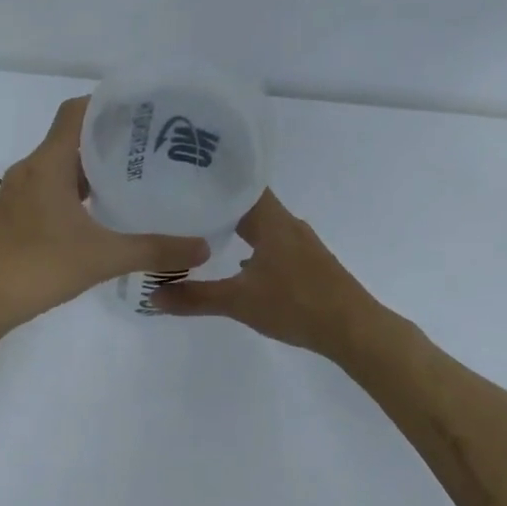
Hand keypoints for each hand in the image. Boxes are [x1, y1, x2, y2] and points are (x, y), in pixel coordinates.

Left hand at [0, 97, 208, 329]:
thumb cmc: (38, 268)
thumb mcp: (103, 257)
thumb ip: (155, 250)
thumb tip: (203, 248)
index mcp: (48, 163)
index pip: (76, 112)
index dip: (108, 104)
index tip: (144, 111)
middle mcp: (31, 169)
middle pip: (71, 136)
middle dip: (110, 136)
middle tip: (152, 146)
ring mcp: (20, 192)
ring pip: (61, 165)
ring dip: (93, 165)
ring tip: (135, 175)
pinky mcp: (16, 215)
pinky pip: (52, 187)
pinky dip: (78, 189)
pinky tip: (102, 211)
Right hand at [151, 190, 379, 356]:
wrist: (354, 330)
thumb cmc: (296, 305)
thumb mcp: (239, 302)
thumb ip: (195, 297)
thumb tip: (152, 295)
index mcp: (272, 220)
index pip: (241, 183)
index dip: (215, 177)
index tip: (185, 175)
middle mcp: (288, 224)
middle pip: (249, 203)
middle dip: (219, 204)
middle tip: (183, 204)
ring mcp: (301, 244)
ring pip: (263, 225)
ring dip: (237, 226)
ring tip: (203, 232)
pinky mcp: (309, 263)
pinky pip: (273, 243)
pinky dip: (253, 246)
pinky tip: (238, 264)